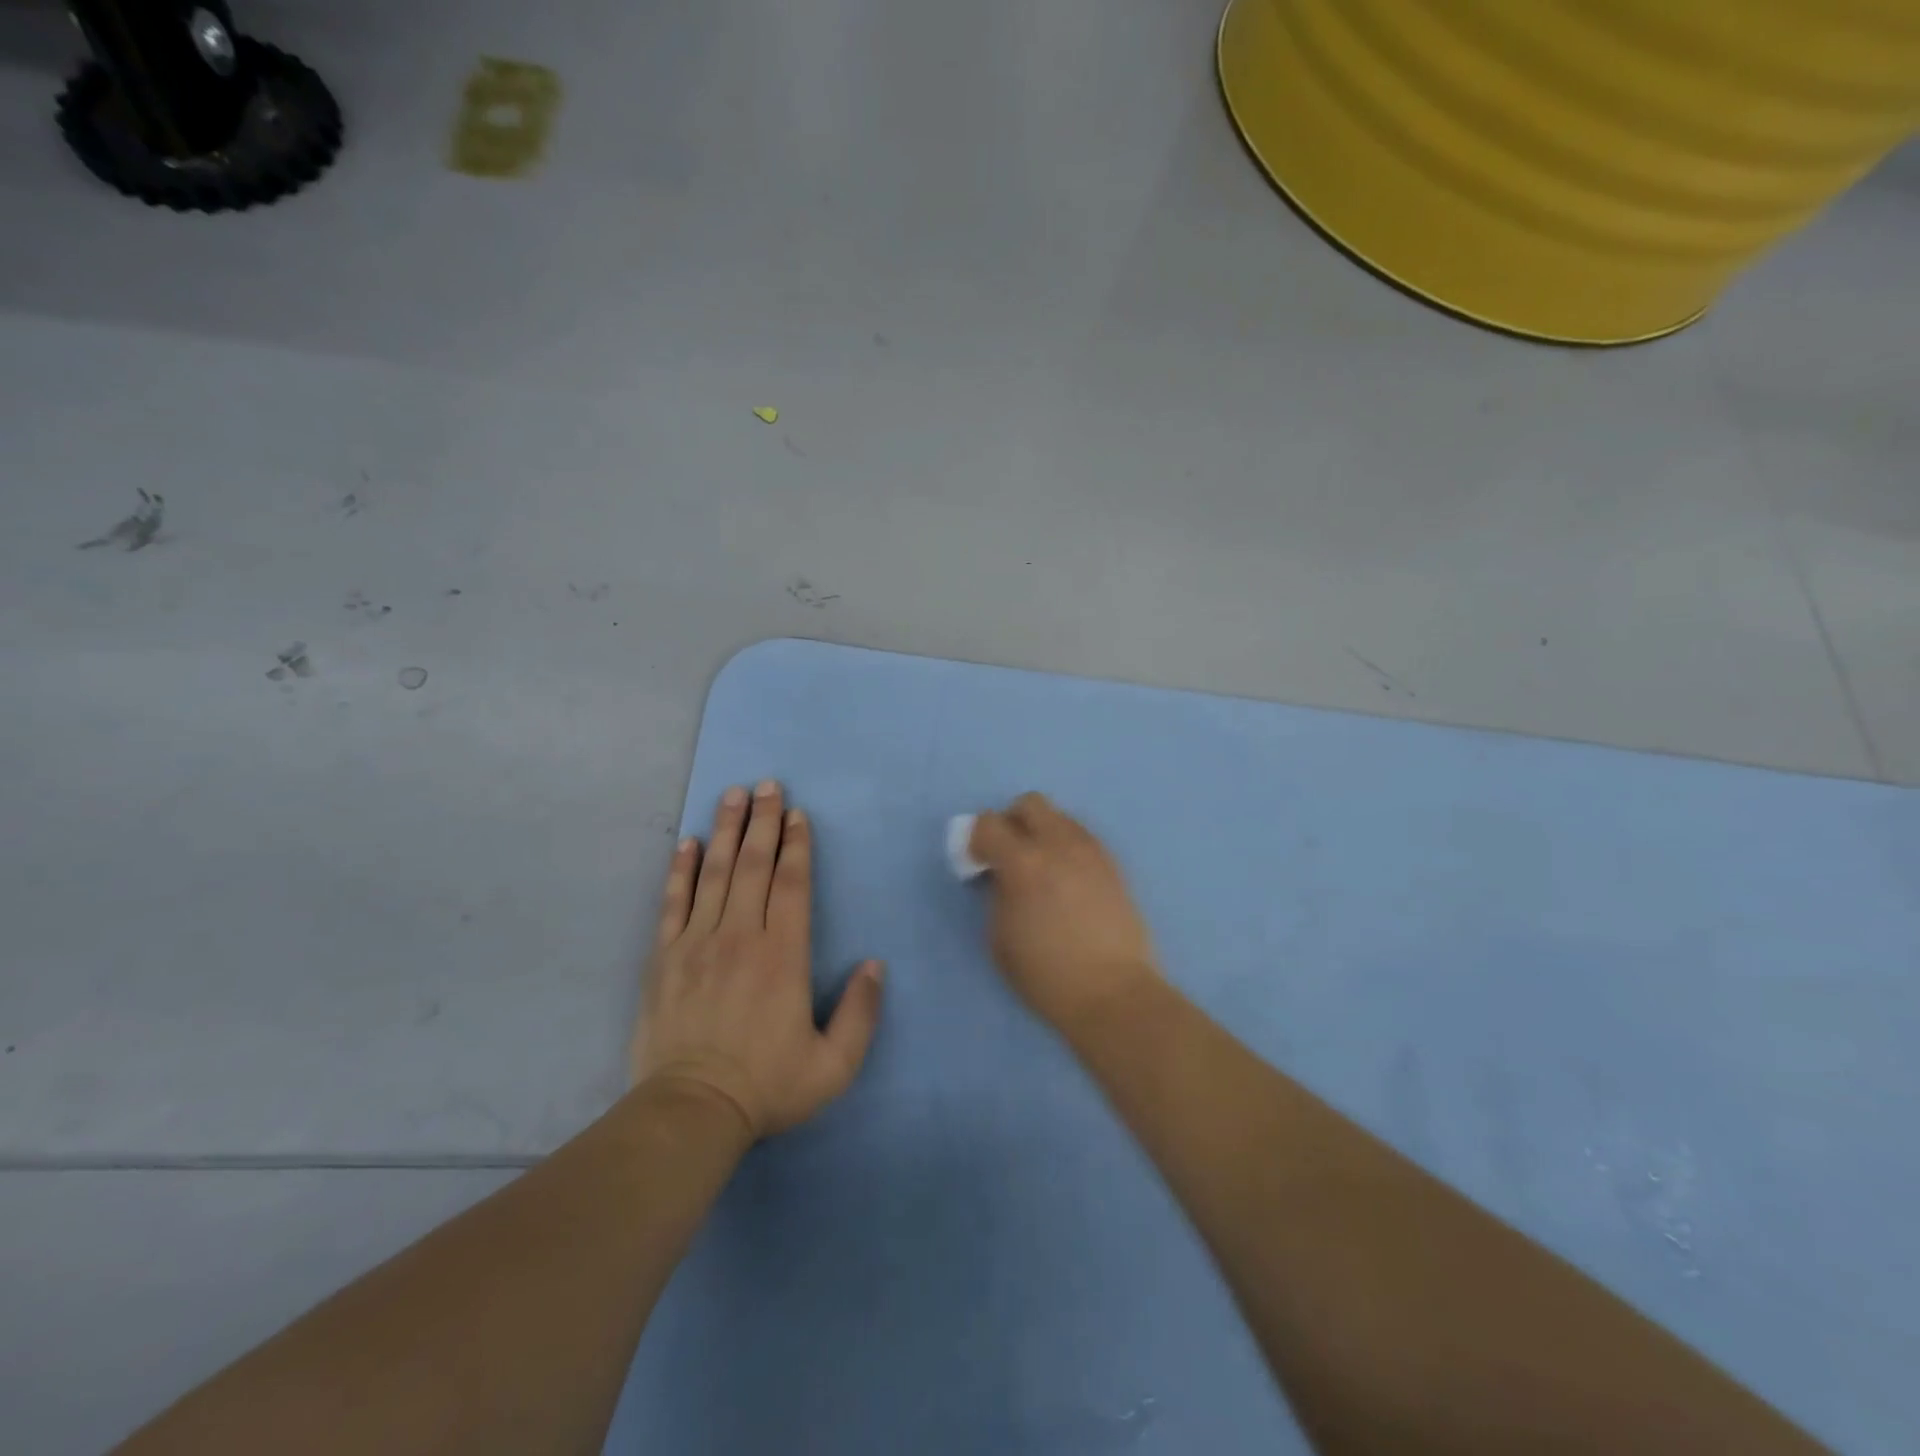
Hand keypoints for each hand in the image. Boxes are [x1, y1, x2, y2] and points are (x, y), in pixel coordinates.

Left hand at [632, 782, 884, 1139]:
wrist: (691, 1112)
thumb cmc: (768, 1085)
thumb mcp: (834, 1065)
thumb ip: (861, 1013)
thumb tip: (875, 965)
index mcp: (784, 955)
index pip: (791, 884)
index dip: (796, 845)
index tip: (797, 813)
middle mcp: (741, 936)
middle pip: (753, 865)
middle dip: (763, 821)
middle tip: (767, 785)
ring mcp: (697, 943)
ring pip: (715, 873)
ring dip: (726, 830)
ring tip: (733, 795)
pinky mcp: (664, 958)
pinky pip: (673, 902)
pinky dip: (681, 869)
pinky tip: (688, 843)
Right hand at [968, 793, 1160, 1034]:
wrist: (1113, 992)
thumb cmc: (1046, 973)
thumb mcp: (999, 937)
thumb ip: (996, 893)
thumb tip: (1001, 874)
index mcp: (1023, 862)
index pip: (988, 823)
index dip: (976, 840)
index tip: (977, 864)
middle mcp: (1059, 844)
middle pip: (1029, 803)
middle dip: (1012, 822)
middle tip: (1008, 854)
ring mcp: (1091, 850)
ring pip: (1059, 816)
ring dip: (1042, 832)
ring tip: (1041, 868)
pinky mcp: (1113, 863)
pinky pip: (1082, 837)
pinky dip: (1066, 846)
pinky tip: (1066, 880)